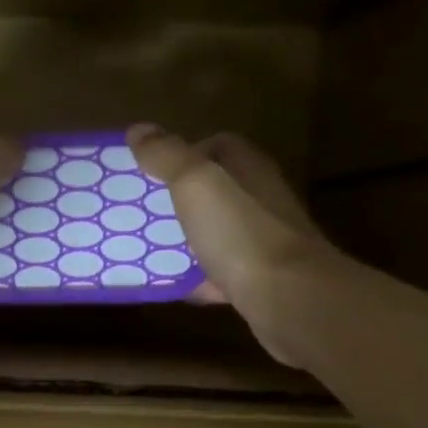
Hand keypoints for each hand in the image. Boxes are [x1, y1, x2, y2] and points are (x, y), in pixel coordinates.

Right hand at [127, 124, 330, 365]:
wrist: (288, 298)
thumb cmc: (240, 232)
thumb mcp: (196, 183)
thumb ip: (167, 155)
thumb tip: (138, 130)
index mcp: (249, 169)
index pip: (219, 145)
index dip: (185, 152)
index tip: (152, 170)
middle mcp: (261, 201)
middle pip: (217, 191)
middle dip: (181, 199)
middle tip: (143, 211)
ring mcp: (264, 243)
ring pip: (218, 234)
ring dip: (187, 240)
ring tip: (148, 247)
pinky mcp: (260, 282)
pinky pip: (220, 275)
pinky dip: (197, 279)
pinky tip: (172, 286)